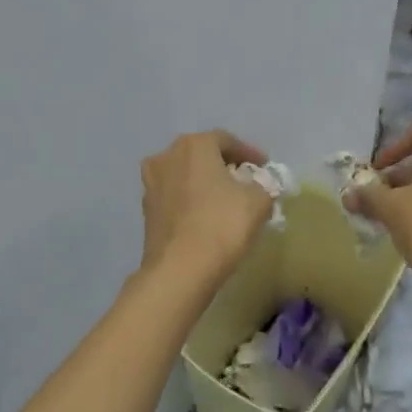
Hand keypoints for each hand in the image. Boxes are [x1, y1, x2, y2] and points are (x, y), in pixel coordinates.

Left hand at [138, 130, 273, 281]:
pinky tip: (206, 217)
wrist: (179, 270)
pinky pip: (175, 197)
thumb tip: (260, 187)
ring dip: (205, 183)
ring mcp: (151, 184)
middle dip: (224, 166)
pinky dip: (191, 201)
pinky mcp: (146, 210)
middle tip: (246, 181)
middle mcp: (166, 157)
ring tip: (225, 200)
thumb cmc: (221, 225)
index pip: (227, 140)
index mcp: (194, 145)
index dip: (249, 153)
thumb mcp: (258, 202)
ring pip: (185, 176)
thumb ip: (264, 186)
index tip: (265, 167)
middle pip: (202, 155)